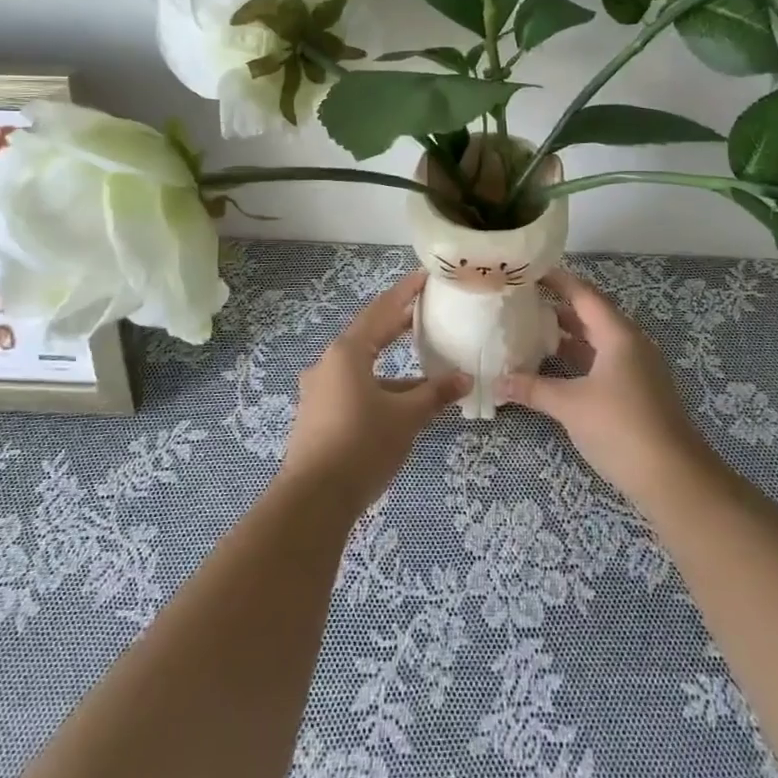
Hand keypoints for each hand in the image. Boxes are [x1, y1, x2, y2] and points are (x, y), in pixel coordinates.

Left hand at [280, 271, 470, 511]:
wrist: (313, 500)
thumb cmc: (362, 445)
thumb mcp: (405, 417)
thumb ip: (435, 394)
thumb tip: (464, 379)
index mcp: (347, 353)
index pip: (381, 311)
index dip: (405, 293)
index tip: (425, 277)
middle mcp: (328, 364)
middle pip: (368, 335)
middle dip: (398, 325)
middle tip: (427, 313)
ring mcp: (319, 390)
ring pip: (361, 366)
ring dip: (391, 364)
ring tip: (424, 365)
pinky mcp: (317, 415)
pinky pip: (353, 387)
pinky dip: (378, 385)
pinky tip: (400, 402)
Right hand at [497, 268, 716, 510]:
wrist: (674, 478)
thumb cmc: (621, 428)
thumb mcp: (571, 405)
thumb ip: (533, 389)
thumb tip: (497, 383)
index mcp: (618, 334)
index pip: (583, 294)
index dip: (557, 280)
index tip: (528, 270)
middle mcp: (630, 343)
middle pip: (590, 315)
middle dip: (557, 307)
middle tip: (521, 301)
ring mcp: (636, 368)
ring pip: (596, 340)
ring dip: (567, 335)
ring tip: (530, 331)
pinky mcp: (637, 391)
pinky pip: (602, 362)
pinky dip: (578, 359)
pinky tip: (554, 368)